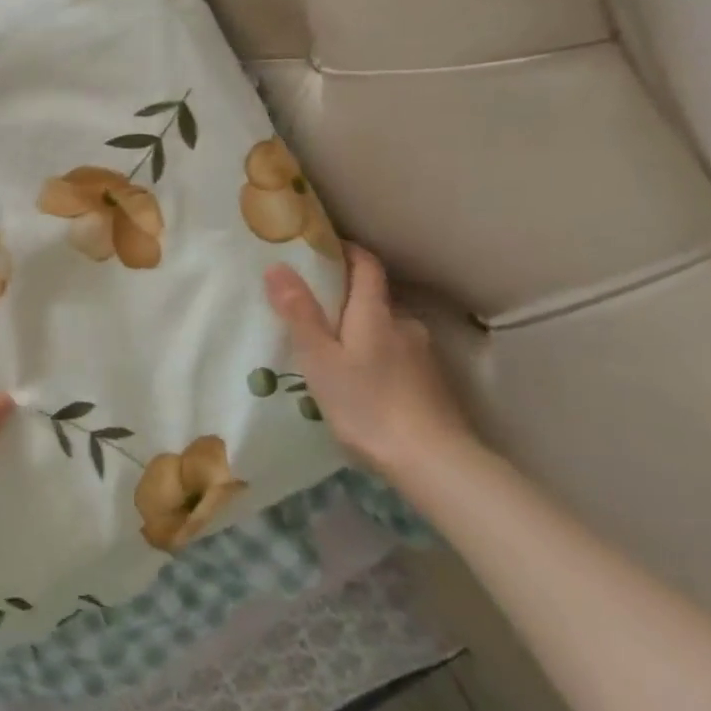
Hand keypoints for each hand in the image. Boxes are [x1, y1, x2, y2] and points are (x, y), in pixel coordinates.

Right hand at [264, 244, 476, 478]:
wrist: (433, 461)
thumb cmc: (367, 404)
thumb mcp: (320, 359)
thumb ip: (299, 313)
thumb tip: (277, 267)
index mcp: (375, 313)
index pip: (366, 265)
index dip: (346, 251)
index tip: (322, 248)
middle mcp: (403, 325)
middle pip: (374, 298)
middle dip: (346, 298)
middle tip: (313, 310)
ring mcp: (422, 355)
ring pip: (386, 330)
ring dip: (362, 332)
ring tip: (333, 353)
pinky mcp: (431, 384)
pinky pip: (397, 356)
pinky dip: (377, 358)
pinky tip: (361, 383)